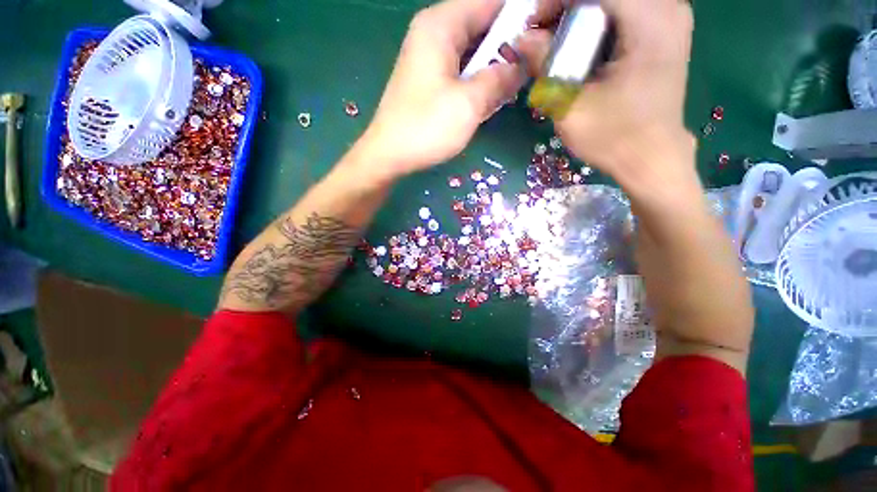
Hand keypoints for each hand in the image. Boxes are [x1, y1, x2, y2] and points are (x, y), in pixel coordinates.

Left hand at [360, 0, 525, 178]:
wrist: (390, 155)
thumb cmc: (426, 128)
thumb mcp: (469, 103)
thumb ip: (499, 78)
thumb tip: (521, 65)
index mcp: (442, 25)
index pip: (492, 1)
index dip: (523, 13)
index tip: (545, 32)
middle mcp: (435, 32)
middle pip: (484, 23)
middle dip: (511, 43)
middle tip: (533, 66)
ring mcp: (431, 56)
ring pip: (475, 49)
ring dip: (496, 64)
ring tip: (514, 85)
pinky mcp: (431, 79)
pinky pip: (463, 68)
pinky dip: (480, 78)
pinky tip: (491, 96)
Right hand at [518, 0, 695, 188]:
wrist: (651, 158)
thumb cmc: (613, 138)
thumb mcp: (570, 107)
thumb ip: (546, 65)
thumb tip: (522, 38)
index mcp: (649, 21)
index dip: (556, 1)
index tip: (533, 26)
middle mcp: (667, 7)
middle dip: (567, 8)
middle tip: (542, 37)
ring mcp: (670, 16)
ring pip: (612, 3)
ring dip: (580, 16)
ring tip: (557, 44)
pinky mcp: (665, 30)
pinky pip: (624, 11)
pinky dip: (596, 22)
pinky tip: (581, 48)